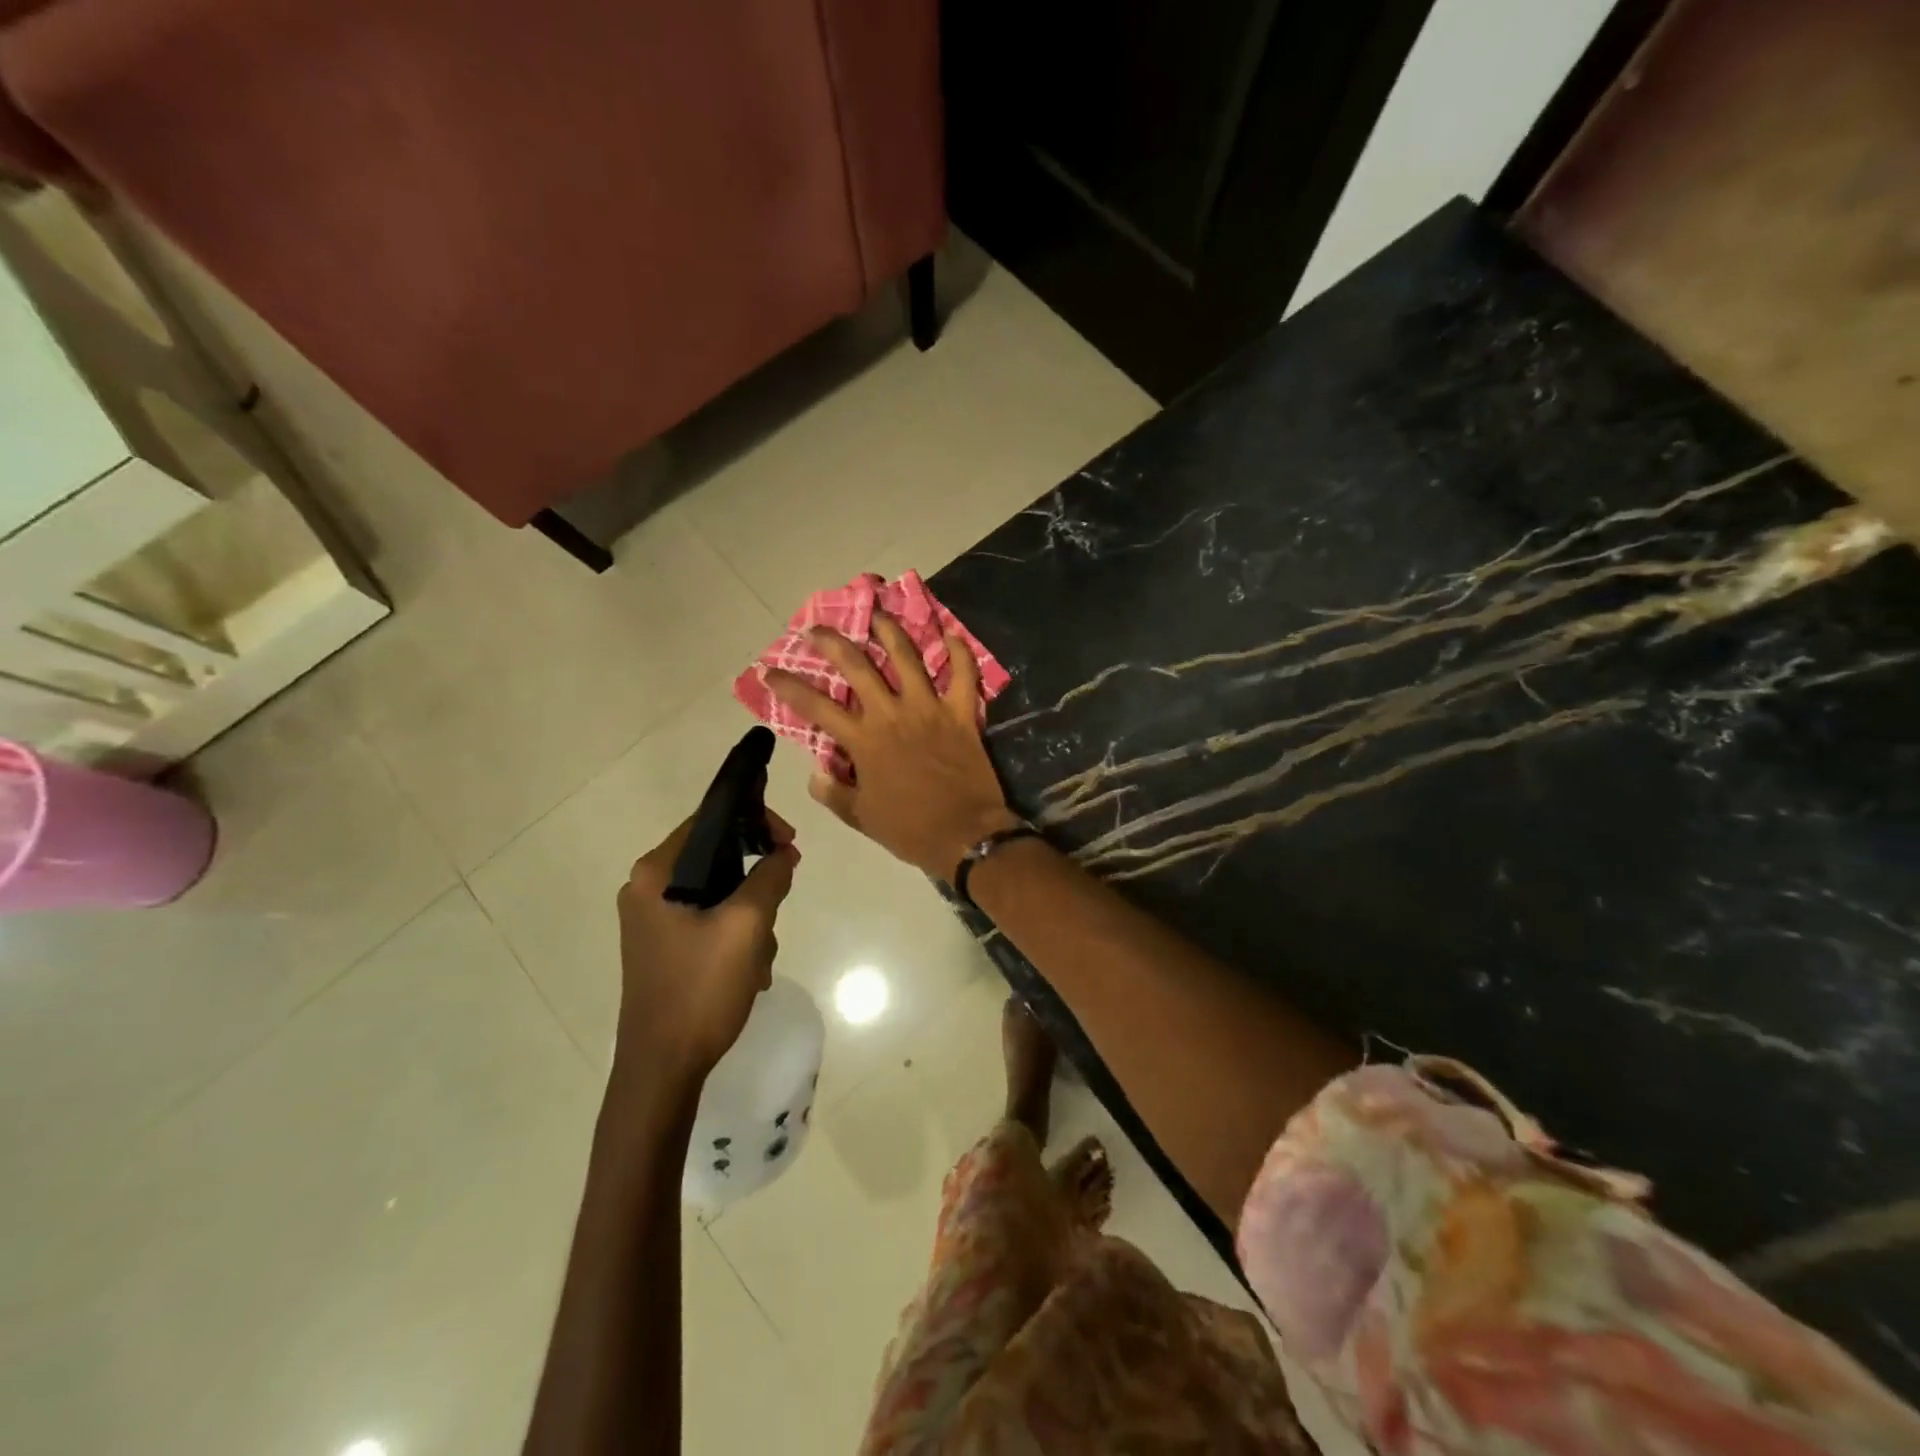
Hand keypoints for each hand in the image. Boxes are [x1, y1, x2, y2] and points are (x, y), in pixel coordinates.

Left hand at [613, 806, 799, 1086]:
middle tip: (779, 903)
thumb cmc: (700, 989)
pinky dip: (736, 936)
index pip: (711, 820)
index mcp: (655, 874)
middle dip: (756, 882)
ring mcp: (654, 920)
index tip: (790, 843)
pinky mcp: (664, 946)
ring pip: (720, 892)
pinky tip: (748, 970)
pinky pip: (710, 920)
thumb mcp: (747, 926)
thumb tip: (783, 854)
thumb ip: (770, 878)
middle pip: (717, 857)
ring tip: (759, 956)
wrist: (662, 1068)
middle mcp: (647, 889)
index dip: (756, 822)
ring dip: (750, 916)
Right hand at [766, 613, 1018, 881]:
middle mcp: (892, 714)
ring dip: (890, 631)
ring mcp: (929, 709)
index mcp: (864, 741)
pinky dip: (959, 651)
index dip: (789, 687)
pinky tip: (950, 632)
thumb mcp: (861, 817)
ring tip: (878, 614)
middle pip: (858, 667)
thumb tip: (815, 773)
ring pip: (908, 658)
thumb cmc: (910, 829)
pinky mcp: (962, 713)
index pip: (816, 707)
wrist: (965, 834)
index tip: (770, 670)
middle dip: (833, 643)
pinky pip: (963, 674)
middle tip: (817, 628)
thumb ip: (834, 793)